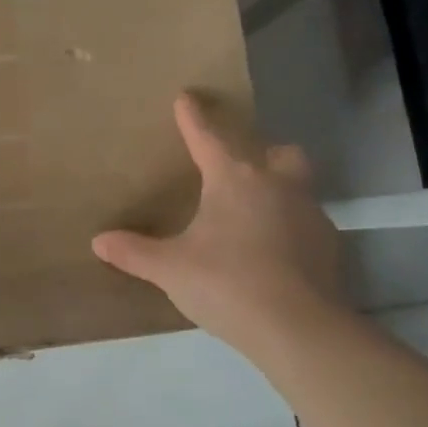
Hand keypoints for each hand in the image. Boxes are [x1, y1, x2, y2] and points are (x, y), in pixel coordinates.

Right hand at [92, 94, 343, 358]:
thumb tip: (99, 241)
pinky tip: (274, 254)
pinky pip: (307, 223)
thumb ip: (135, 252)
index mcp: (234, 180)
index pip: (208, 138)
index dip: (193, 117)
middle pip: (276, 152)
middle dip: (259, 152)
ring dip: (278, 190)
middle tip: (239, 168)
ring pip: (297, 185)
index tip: (186, 97)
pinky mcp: (329, 246)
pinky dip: (290, 228)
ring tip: (253, 216)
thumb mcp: (171, 269)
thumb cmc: (227, 284)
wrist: (299, 329)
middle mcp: (277, 186)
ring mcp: (309, 214)